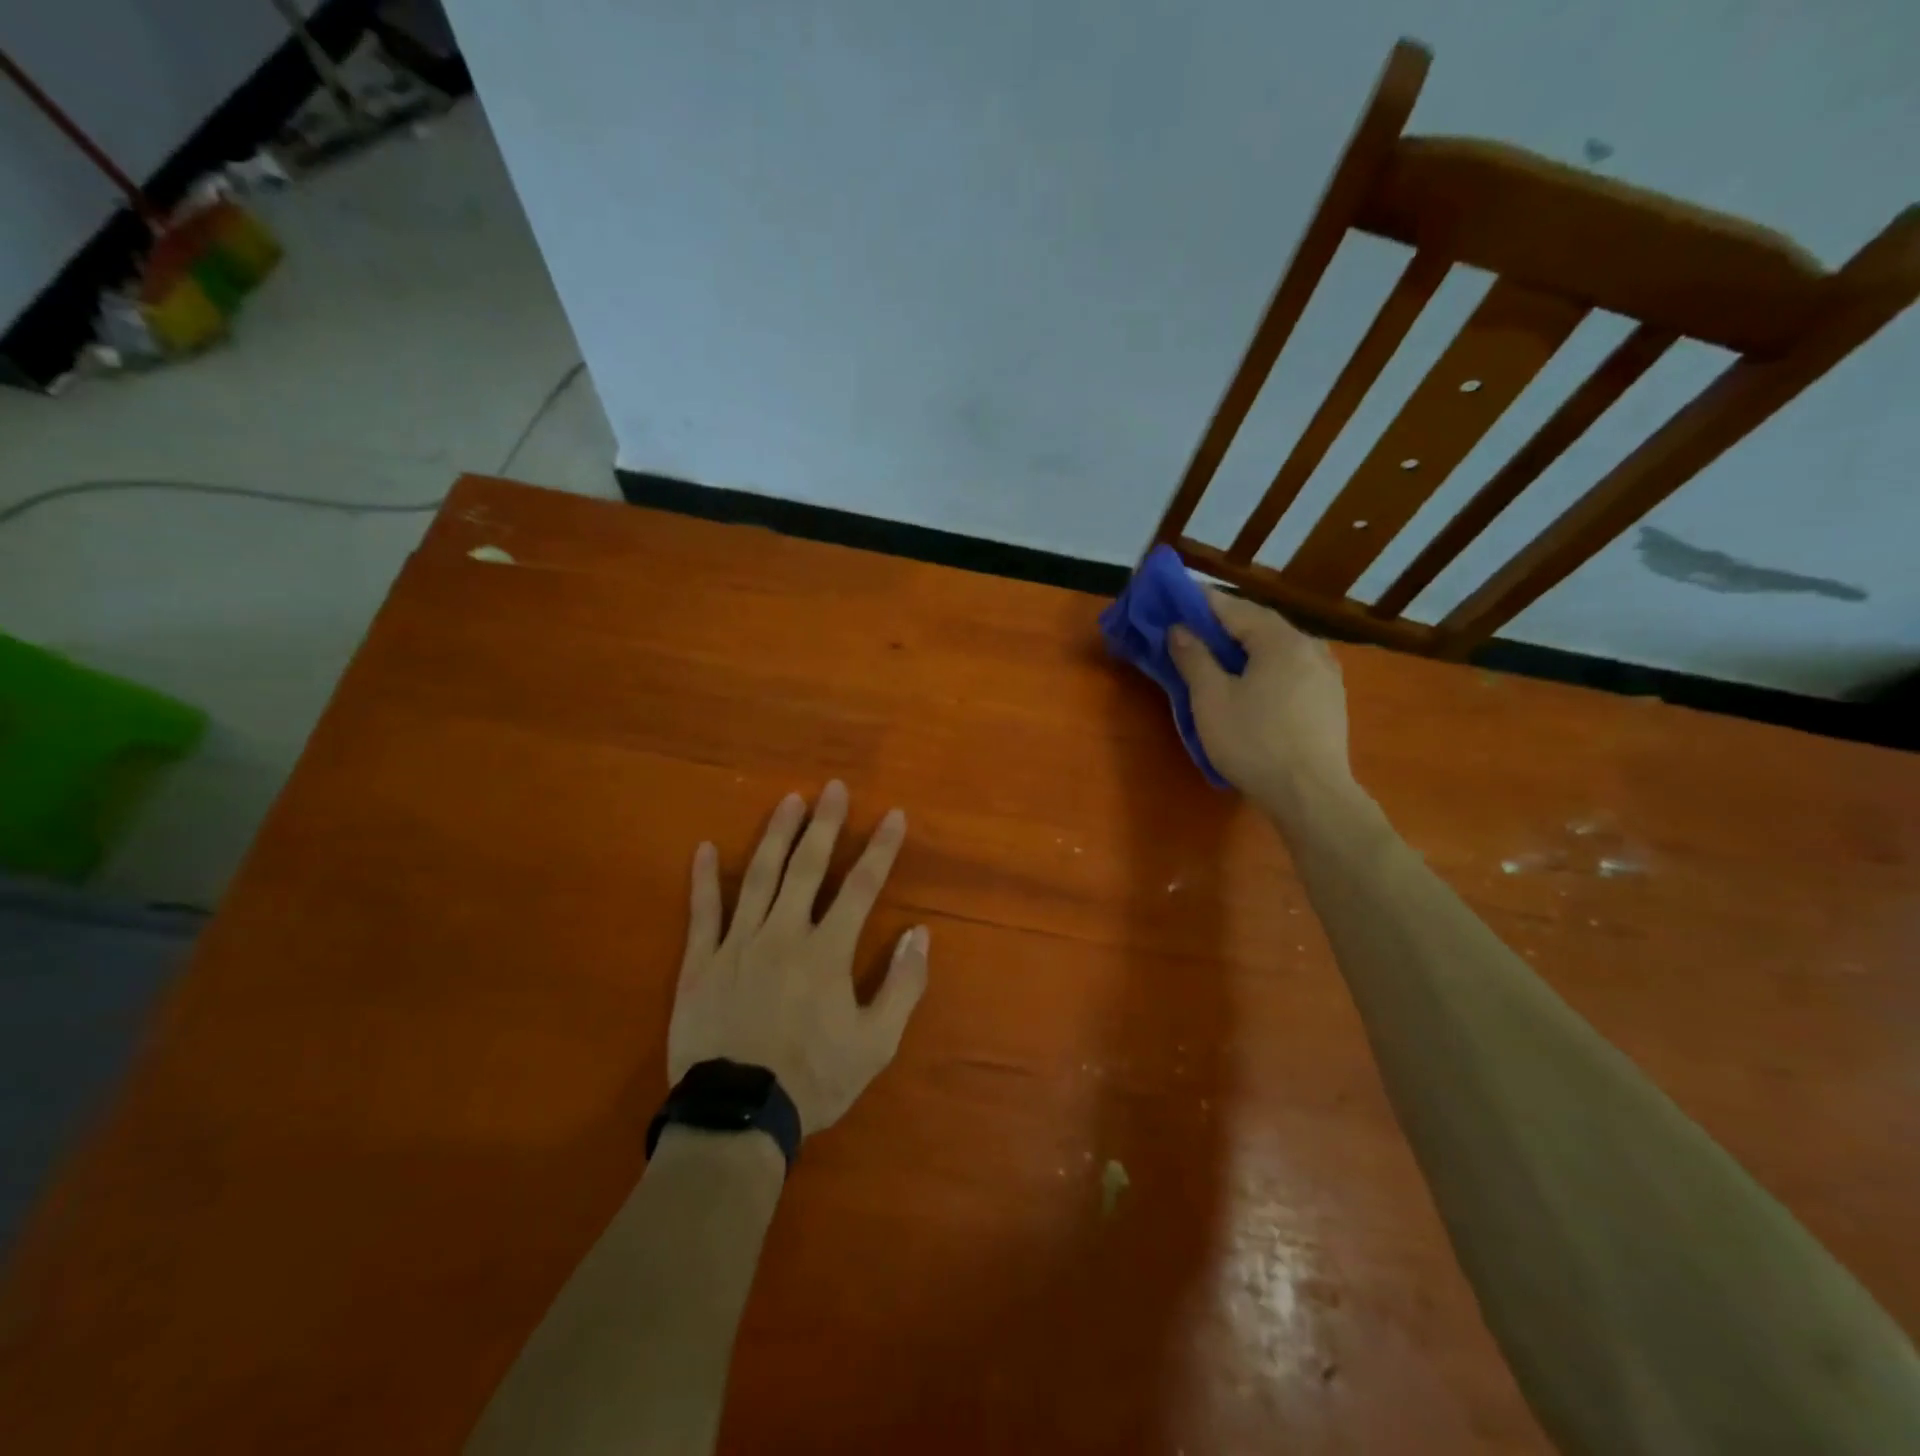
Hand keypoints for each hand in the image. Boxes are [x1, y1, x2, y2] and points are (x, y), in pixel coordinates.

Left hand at [670, 781, 929, 1136]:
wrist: (737, 1116)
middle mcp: (783, 933)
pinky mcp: (700, 962)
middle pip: (807, 867)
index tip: (894, 815)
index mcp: (827, 951)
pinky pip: (701, 912)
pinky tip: (705, 848)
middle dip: (825, 824)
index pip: (861, 887)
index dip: (881, 848)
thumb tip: (919, 934)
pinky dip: (703, 879)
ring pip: (758, 876)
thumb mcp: (876, 1044)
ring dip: (776, 835)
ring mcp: (737, 943)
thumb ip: (902, 985)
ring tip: (789, 800)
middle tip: (834, 787)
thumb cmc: (813, 1079)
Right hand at [1167, 590, 1354, 813]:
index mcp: (1279, 640)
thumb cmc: (1253, 742)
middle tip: (1193, 627)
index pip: (1233, 608)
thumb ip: (1194, 658)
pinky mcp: (1330, 699)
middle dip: (1225, 623)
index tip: (1176, 596)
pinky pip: (1292, 668)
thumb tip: (1179, 629)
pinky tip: (1254, 683)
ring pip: (1279, 647)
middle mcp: (1309, 646)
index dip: (1201, 602)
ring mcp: (1326, 673)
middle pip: (1260, 624)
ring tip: (1221, 655)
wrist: (1310, 794)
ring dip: (1248, 645)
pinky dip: (1267, 666)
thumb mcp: (1211, 699)